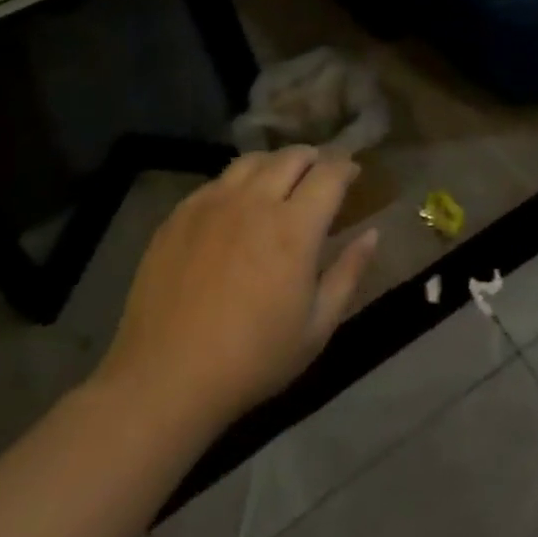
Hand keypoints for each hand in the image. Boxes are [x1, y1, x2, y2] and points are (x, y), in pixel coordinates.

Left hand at [93, 147, 378, 437]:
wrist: (164, 379)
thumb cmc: (252, 360)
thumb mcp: (317, 327)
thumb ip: (349, 273)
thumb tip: (372, 234)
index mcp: (294, 228)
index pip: (330, 173)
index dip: (347, 166)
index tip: (353, 173)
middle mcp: (255, 202)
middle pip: (292, 157)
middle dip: (314, 159)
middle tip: (320, 175)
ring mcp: (212, 204)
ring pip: (252, 161)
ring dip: (276, 163)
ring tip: (280, 181)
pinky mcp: (179, 215)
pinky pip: (216, 181)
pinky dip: (238, 182)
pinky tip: (236, 205)